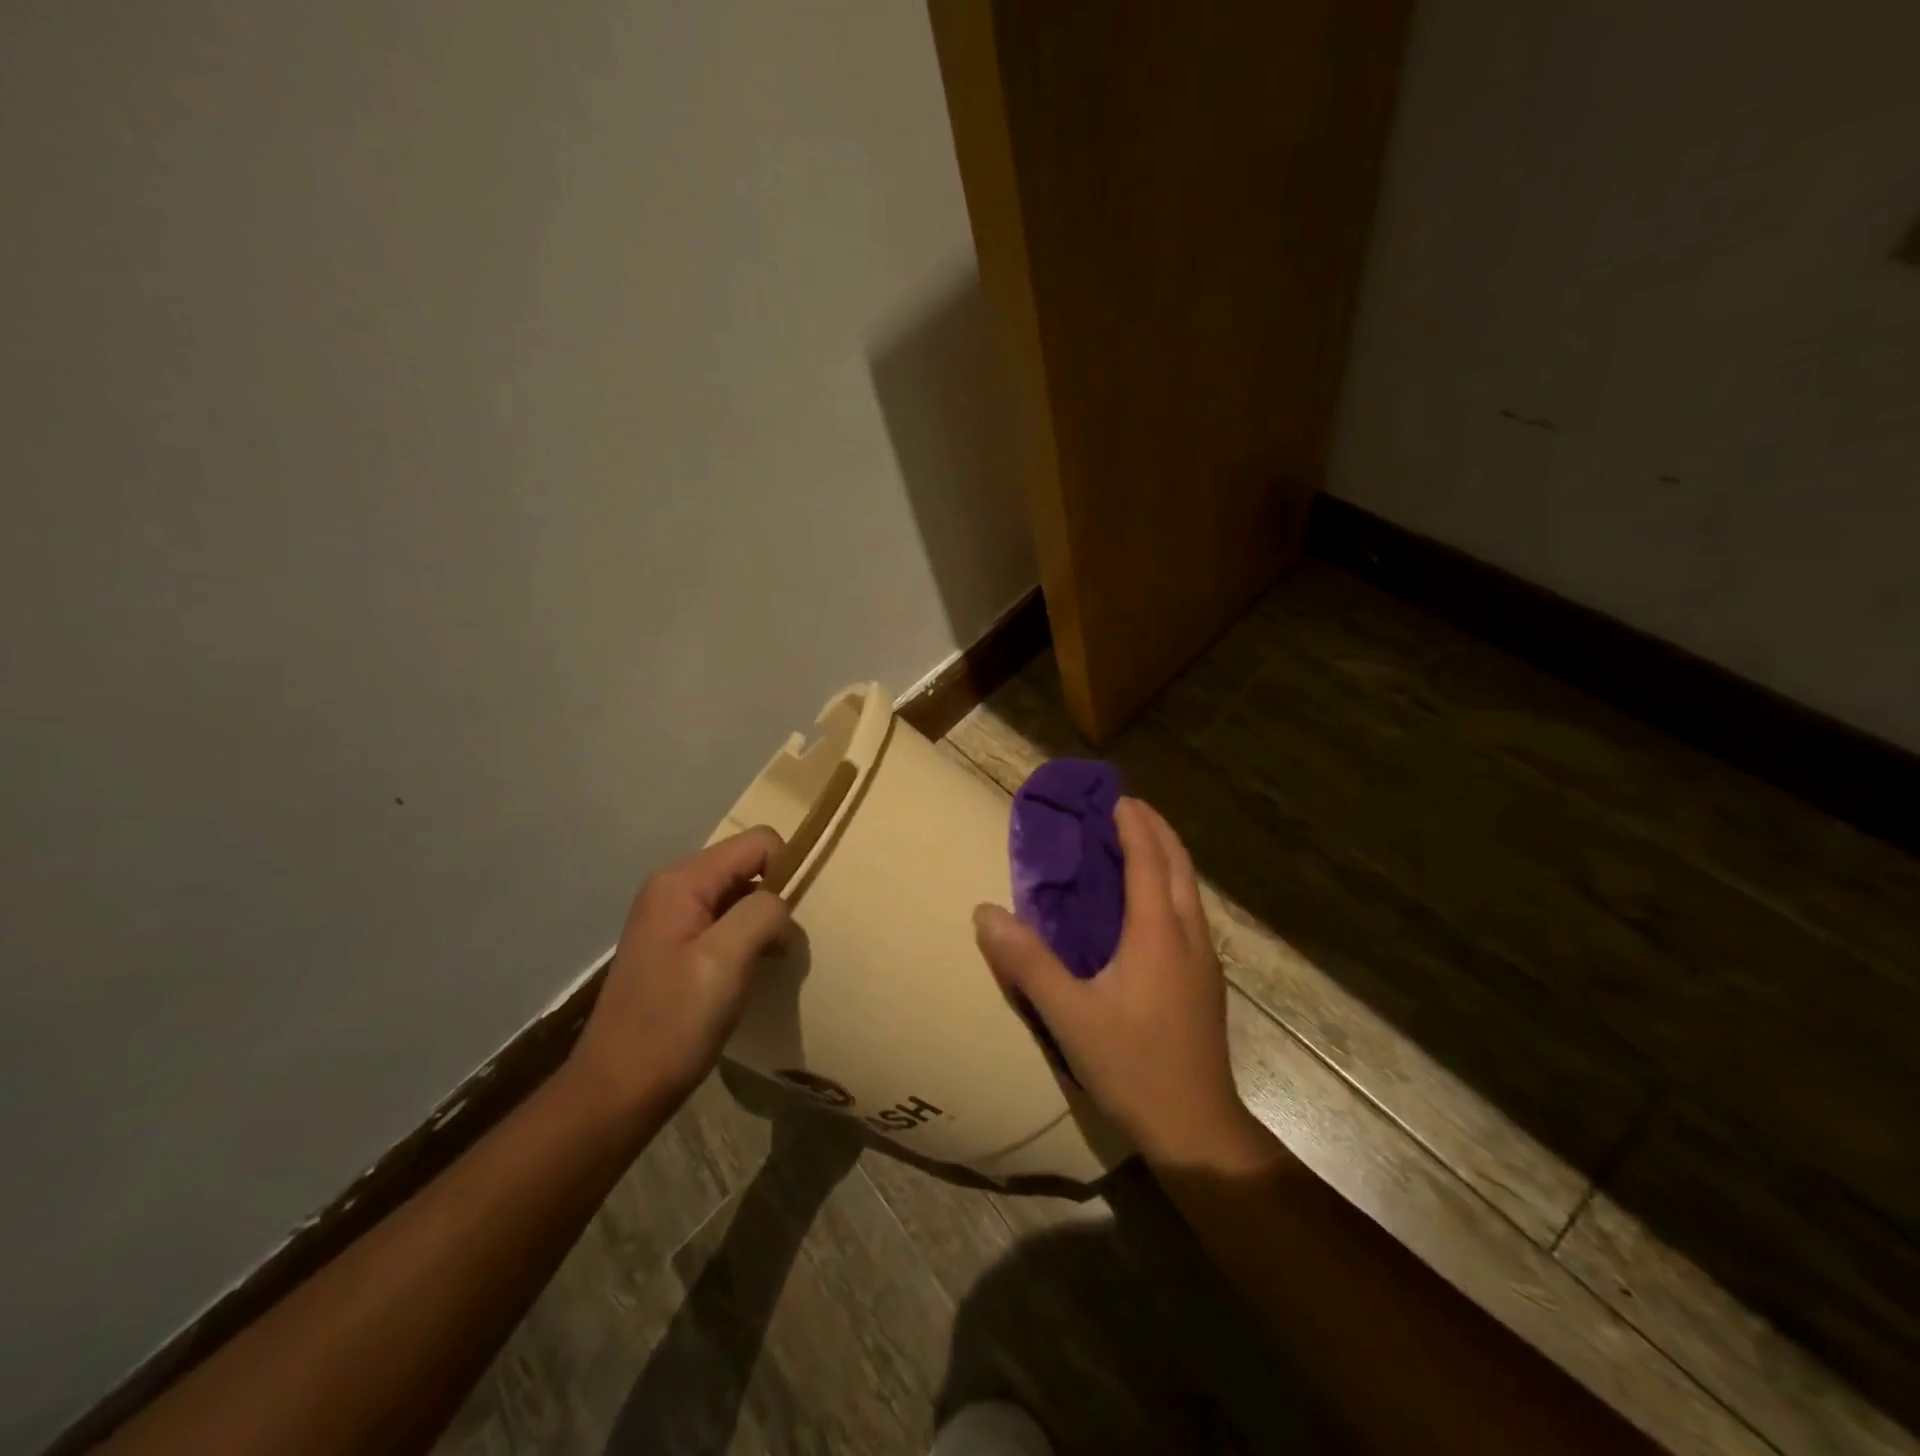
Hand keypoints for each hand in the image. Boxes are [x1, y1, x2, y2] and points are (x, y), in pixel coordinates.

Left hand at [570, 827, 790, 1116]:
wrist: (618, 1090)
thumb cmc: (674, 1022)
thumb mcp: (725, 960)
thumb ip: (762, 913)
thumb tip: (781, 901)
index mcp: (682, 881)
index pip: (758, 843)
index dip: (786, 870)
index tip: (791, 919)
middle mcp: (673, 887)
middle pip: (747, 866)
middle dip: (774, 898)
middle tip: (781, 947)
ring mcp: (671, 917)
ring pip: (739, 896)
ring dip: (762, 923)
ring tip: (768, 963)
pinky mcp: (674, 945)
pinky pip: (724, 922)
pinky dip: (745, 939)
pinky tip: (747, 972)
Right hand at [974, 797, 1266, 1169]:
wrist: (1197, 1128)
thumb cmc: (1133, 1065)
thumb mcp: (1069, 1015)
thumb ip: (1027, 962)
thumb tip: (985, 913)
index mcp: (1158, 933)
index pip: (1149, 860)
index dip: (1134, 825)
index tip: (1116, 797)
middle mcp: (1189, 935)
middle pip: (1179, 865)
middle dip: (1157, 829)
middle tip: (1127, 809)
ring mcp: (1205, 959)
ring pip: (1190, 889)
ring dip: (1168, 857)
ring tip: (1138, 845)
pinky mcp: (1207, 982)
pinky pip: (1190, 912)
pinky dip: (1171, 886)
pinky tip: (1150, 906)